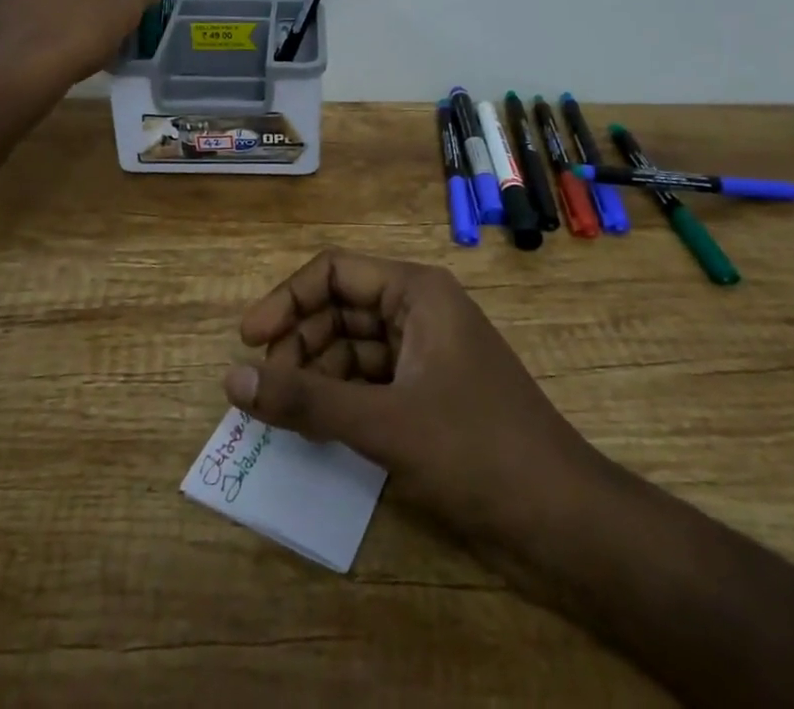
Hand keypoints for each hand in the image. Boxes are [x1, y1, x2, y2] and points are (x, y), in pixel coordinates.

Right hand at [222, 250, 594, 555]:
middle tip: (263, 390)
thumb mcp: (383, 422)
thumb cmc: (475, 449)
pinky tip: (317, 429)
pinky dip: (339, 399)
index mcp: (416, 292)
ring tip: (284, 413)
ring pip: (351, 347)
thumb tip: (232, 378)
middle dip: (299, 342)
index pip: (334, 272)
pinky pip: (369, 382)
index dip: (287, 300)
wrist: (562, 521)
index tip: (247, 341)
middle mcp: (418, 311)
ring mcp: (424, 354)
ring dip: (316, 373)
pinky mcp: (427, 395)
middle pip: (339, 309)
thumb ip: (305, 399)